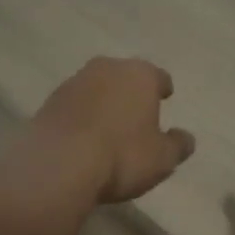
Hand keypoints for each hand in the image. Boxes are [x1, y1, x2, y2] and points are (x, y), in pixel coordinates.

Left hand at [24, 57, 195, 204]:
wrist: (57, 165)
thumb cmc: (121, 156)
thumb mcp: (162, 158)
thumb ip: (178, 145)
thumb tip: (186, 138)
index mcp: (140, 75)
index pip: (158, 76)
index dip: (163, 88)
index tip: (165, 98)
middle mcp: (107, 69)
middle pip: (125, 77)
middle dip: (131, 92)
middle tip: (136, 113)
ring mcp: (74, 82)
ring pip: (97, 88)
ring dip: (103, 102)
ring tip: (107, 128)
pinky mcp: (49, 101)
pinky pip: (74, 106)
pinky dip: (80, 116)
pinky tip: (82, 137)